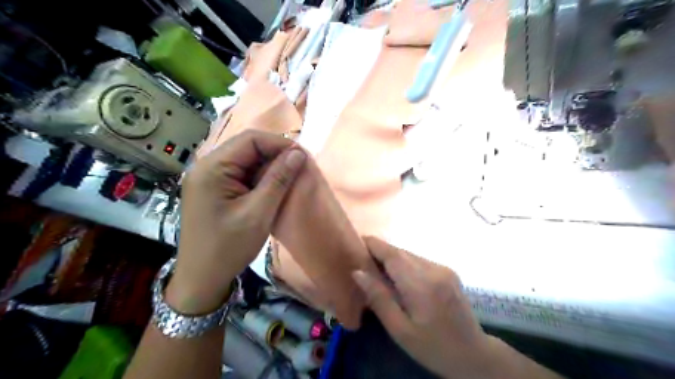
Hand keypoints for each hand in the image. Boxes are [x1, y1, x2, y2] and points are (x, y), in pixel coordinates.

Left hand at [167, 130, 308, 312]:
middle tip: (298, 169)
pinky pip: (240, 174)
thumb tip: (298, 153)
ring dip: (268, 167)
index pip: (250, 139)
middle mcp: (207, 167)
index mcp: (212, 168)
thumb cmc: (228, 247)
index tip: (302, 157)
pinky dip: (259, 178)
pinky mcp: (213, 190)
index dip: (279, 144)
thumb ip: (279, 180)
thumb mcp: (259, 213)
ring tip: (288, 178)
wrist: (202, 279)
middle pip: (246, 148)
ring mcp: (209, 178)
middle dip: (275, 155)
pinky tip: (271, 188)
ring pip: (245, 161)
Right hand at [354, 239, 500, 376]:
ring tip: (376, 268)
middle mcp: (434, 270)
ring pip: (410, 255)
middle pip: (401, 252)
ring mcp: (443, 269)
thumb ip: (379, 298)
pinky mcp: (448, 271)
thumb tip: (358, 272)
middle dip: (380, 251)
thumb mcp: (400, 329)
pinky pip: (419, 261)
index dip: (374, 244)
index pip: (392, 254)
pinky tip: (398, 277)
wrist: (474, 355)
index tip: (356, 241)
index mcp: (421, 285)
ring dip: (392, 258)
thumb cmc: (433, 347)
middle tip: (361, 258)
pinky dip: (404, 264)